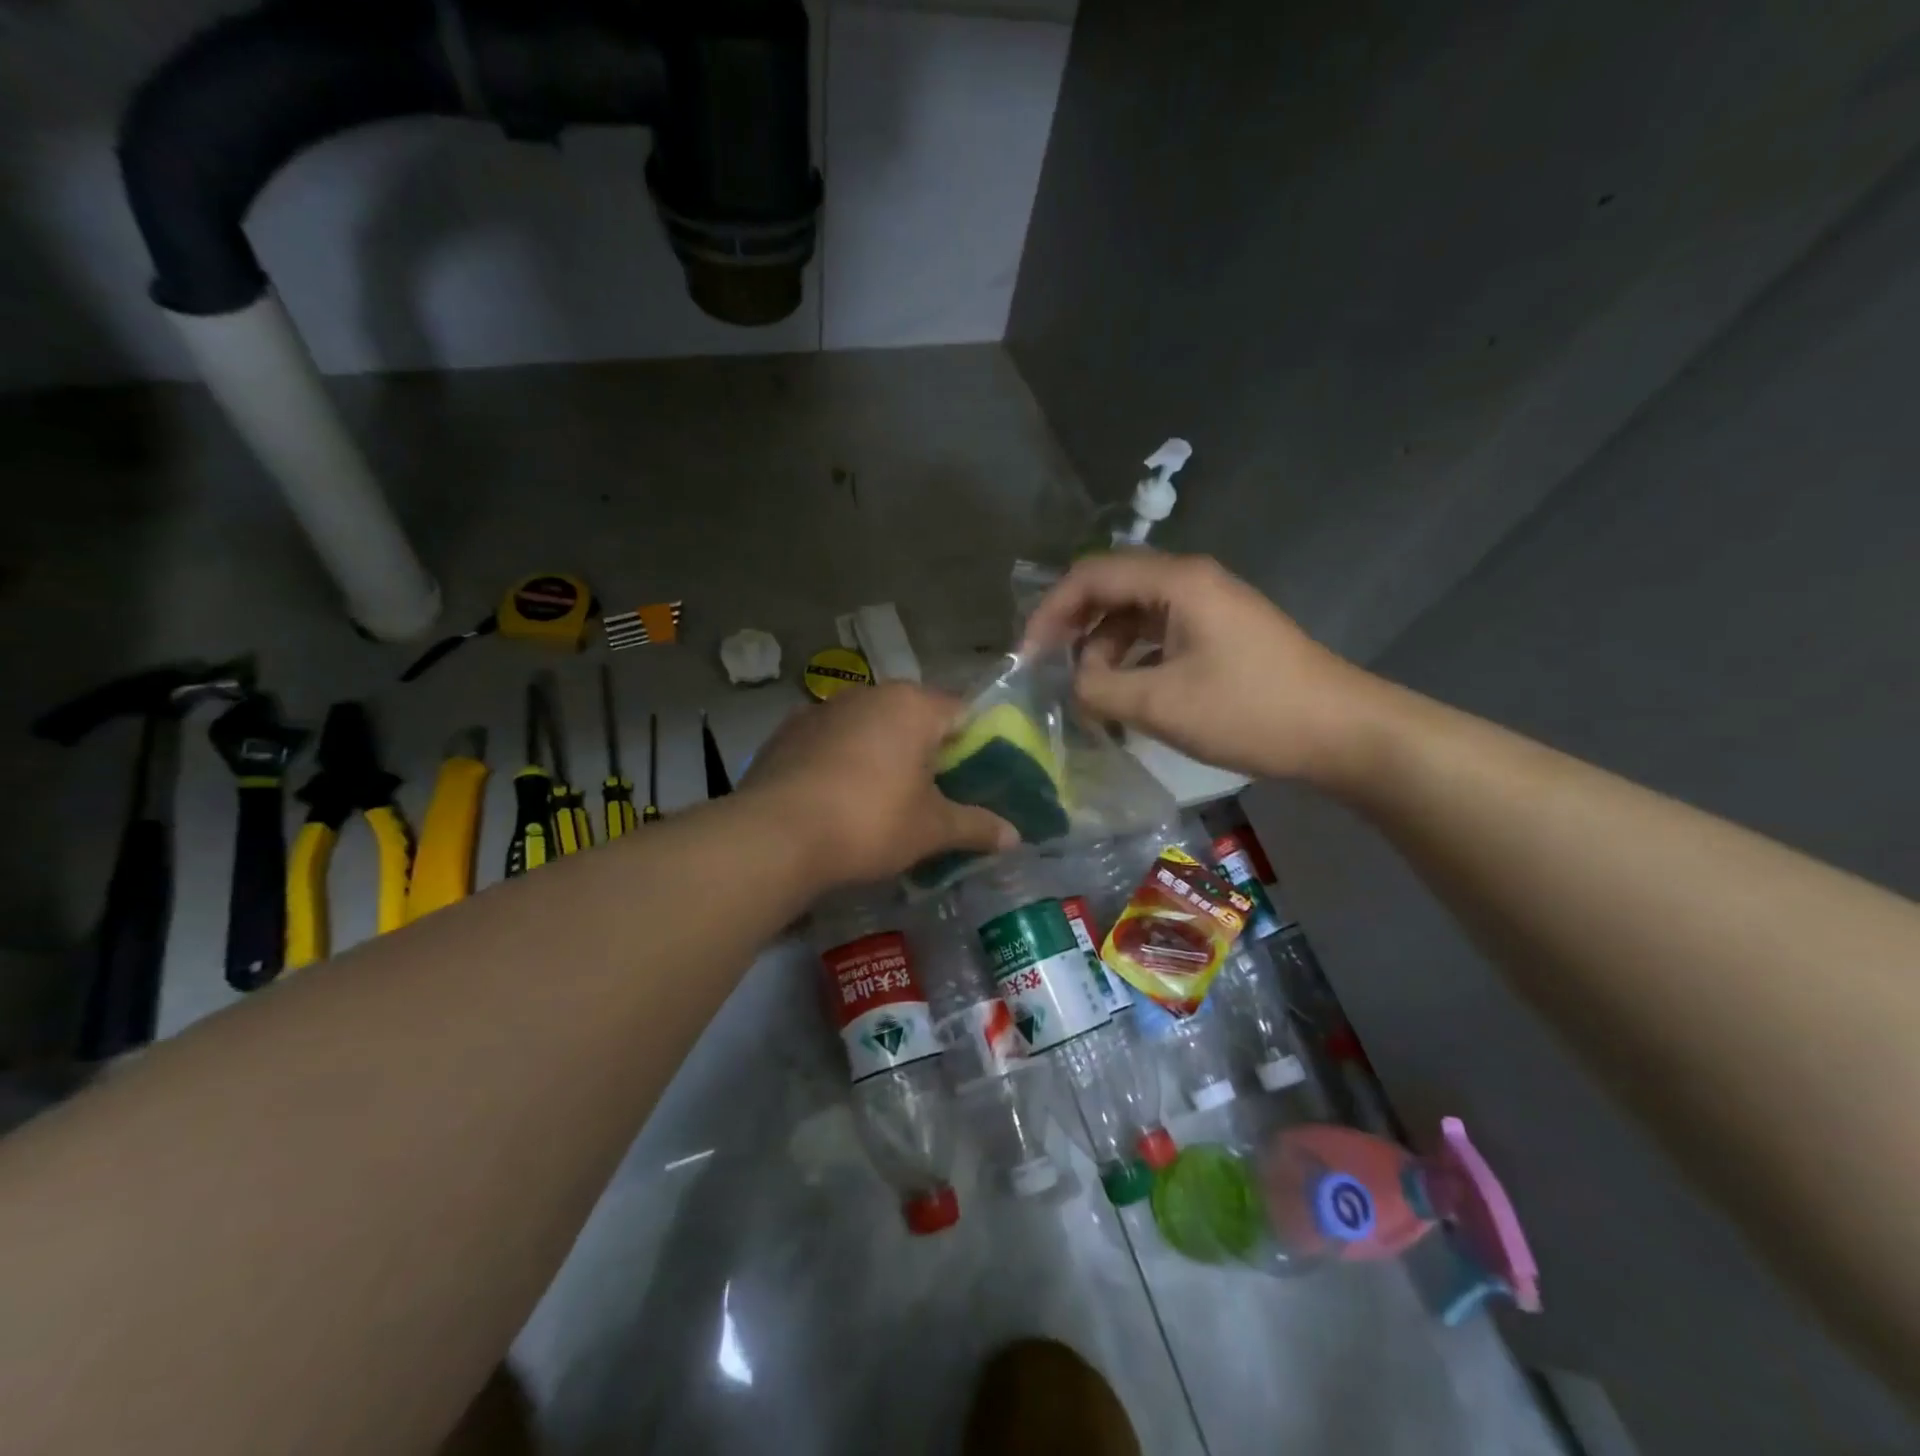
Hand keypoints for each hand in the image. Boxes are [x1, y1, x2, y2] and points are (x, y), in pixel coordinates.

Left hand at [742, 683, 1017, 887]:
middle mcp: (868, 694)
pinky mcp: (785, 732)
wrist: (775, 836)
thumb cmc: (870, 822)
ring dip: (880, 752)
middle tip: (933, 792)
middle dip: (925, 749)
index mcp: (912, 705)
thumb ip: (976, 827)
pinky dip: (841, 760)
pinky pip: (830, 740)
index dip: (974, 742)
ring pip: (868, 726)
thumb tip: (1015, 836)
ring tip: (881, 798)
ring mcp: (821, 708)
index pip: (960, 711)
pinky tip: (836, 796)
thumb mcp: (931, 830)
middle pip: (912, 716)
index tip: (975, 776)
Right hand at [1022, 551, 1368, 782]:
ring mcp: (1209, 606)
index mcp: (1176, 582)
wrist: (1342, 731)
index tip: (1028, 656)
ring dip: (1104, 650)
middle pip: (1112, 590)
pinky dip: (1133, 660)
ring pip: (1135, 615)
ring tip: (1089, 694)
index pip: (1091, 575)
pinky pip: (1160, 635)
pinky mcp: (1220, 632)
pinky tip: (1126, 695)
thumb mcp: (1161, 704)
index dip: (1050, 611)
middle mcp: (1190, 582)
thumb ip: (1099, 689)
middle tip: (1050, 673)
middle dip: (1074, 629)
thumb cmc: (1250, 710)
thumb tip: (1072, 683)